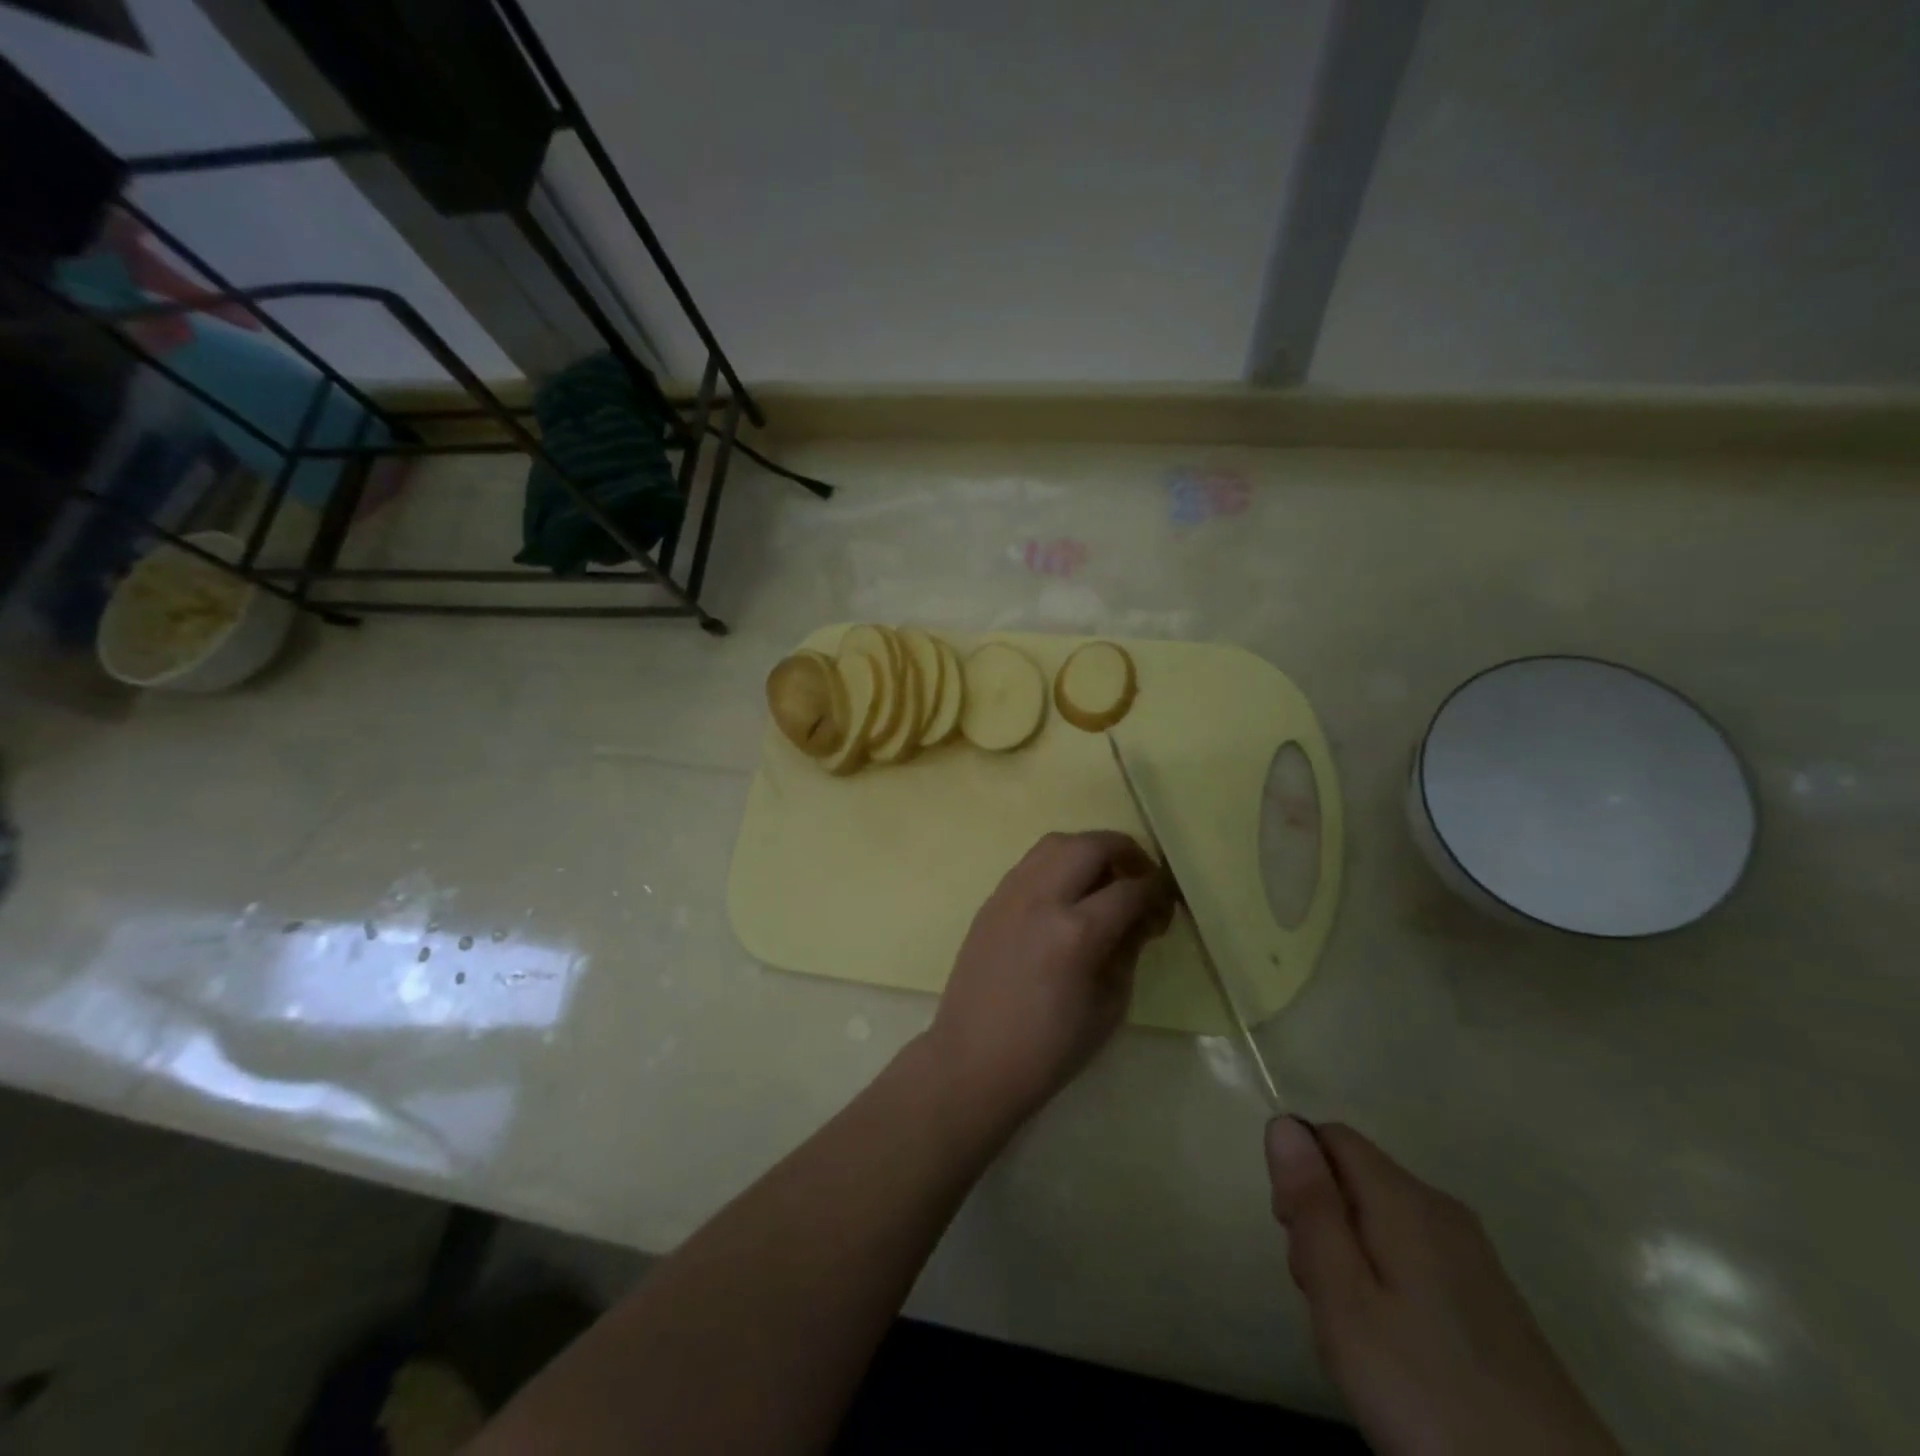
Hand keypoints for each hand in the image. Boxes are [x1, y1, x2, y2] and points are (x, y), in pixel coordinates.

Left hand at [924, 831, 1172, 1126]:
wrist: (974, 1060)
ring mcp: (1010, 894)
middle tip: (1141, 877)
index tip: (1167, 904)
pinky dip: (1057, 863)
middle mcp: (1041, 899)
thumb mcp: (1109, 1006)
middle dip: (1125, 852)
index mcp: (1075, 932)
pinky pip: (1030, 863)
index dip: (1157, 892)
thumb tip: (1143, 915)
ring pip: (1056, 843)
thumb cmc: (1049, 1048)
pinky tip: (1067, 892)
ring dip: (1088, 850)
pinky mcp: (991, 900)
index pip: (1129, 890)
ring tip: (1104, 877)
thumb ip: (1129, 950)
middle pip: (1091, 845)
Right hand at [1266, 1118, 1620, 1455]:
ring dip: (1352, 1260)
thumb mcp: (1345, 1301)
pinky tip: (1398, 1353)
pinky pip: (1413, 1261)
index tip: (1295, 1239)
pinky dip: (1388, 1288)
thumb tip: (1282, 1123)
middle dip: (1324, 1224)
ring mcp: (1474, 1258)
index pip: (1331, 1137)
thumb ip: (1312, 1207)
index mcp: (1407, 1199)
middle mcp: (1442, 1211)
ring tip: (1359, 1337)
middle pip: (1355, 1179)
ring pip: (1380, 1222)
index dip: (1299, 1175)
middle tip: (1327, 1301)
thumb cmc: (1429, 1394)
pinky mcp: (1492, 1304)